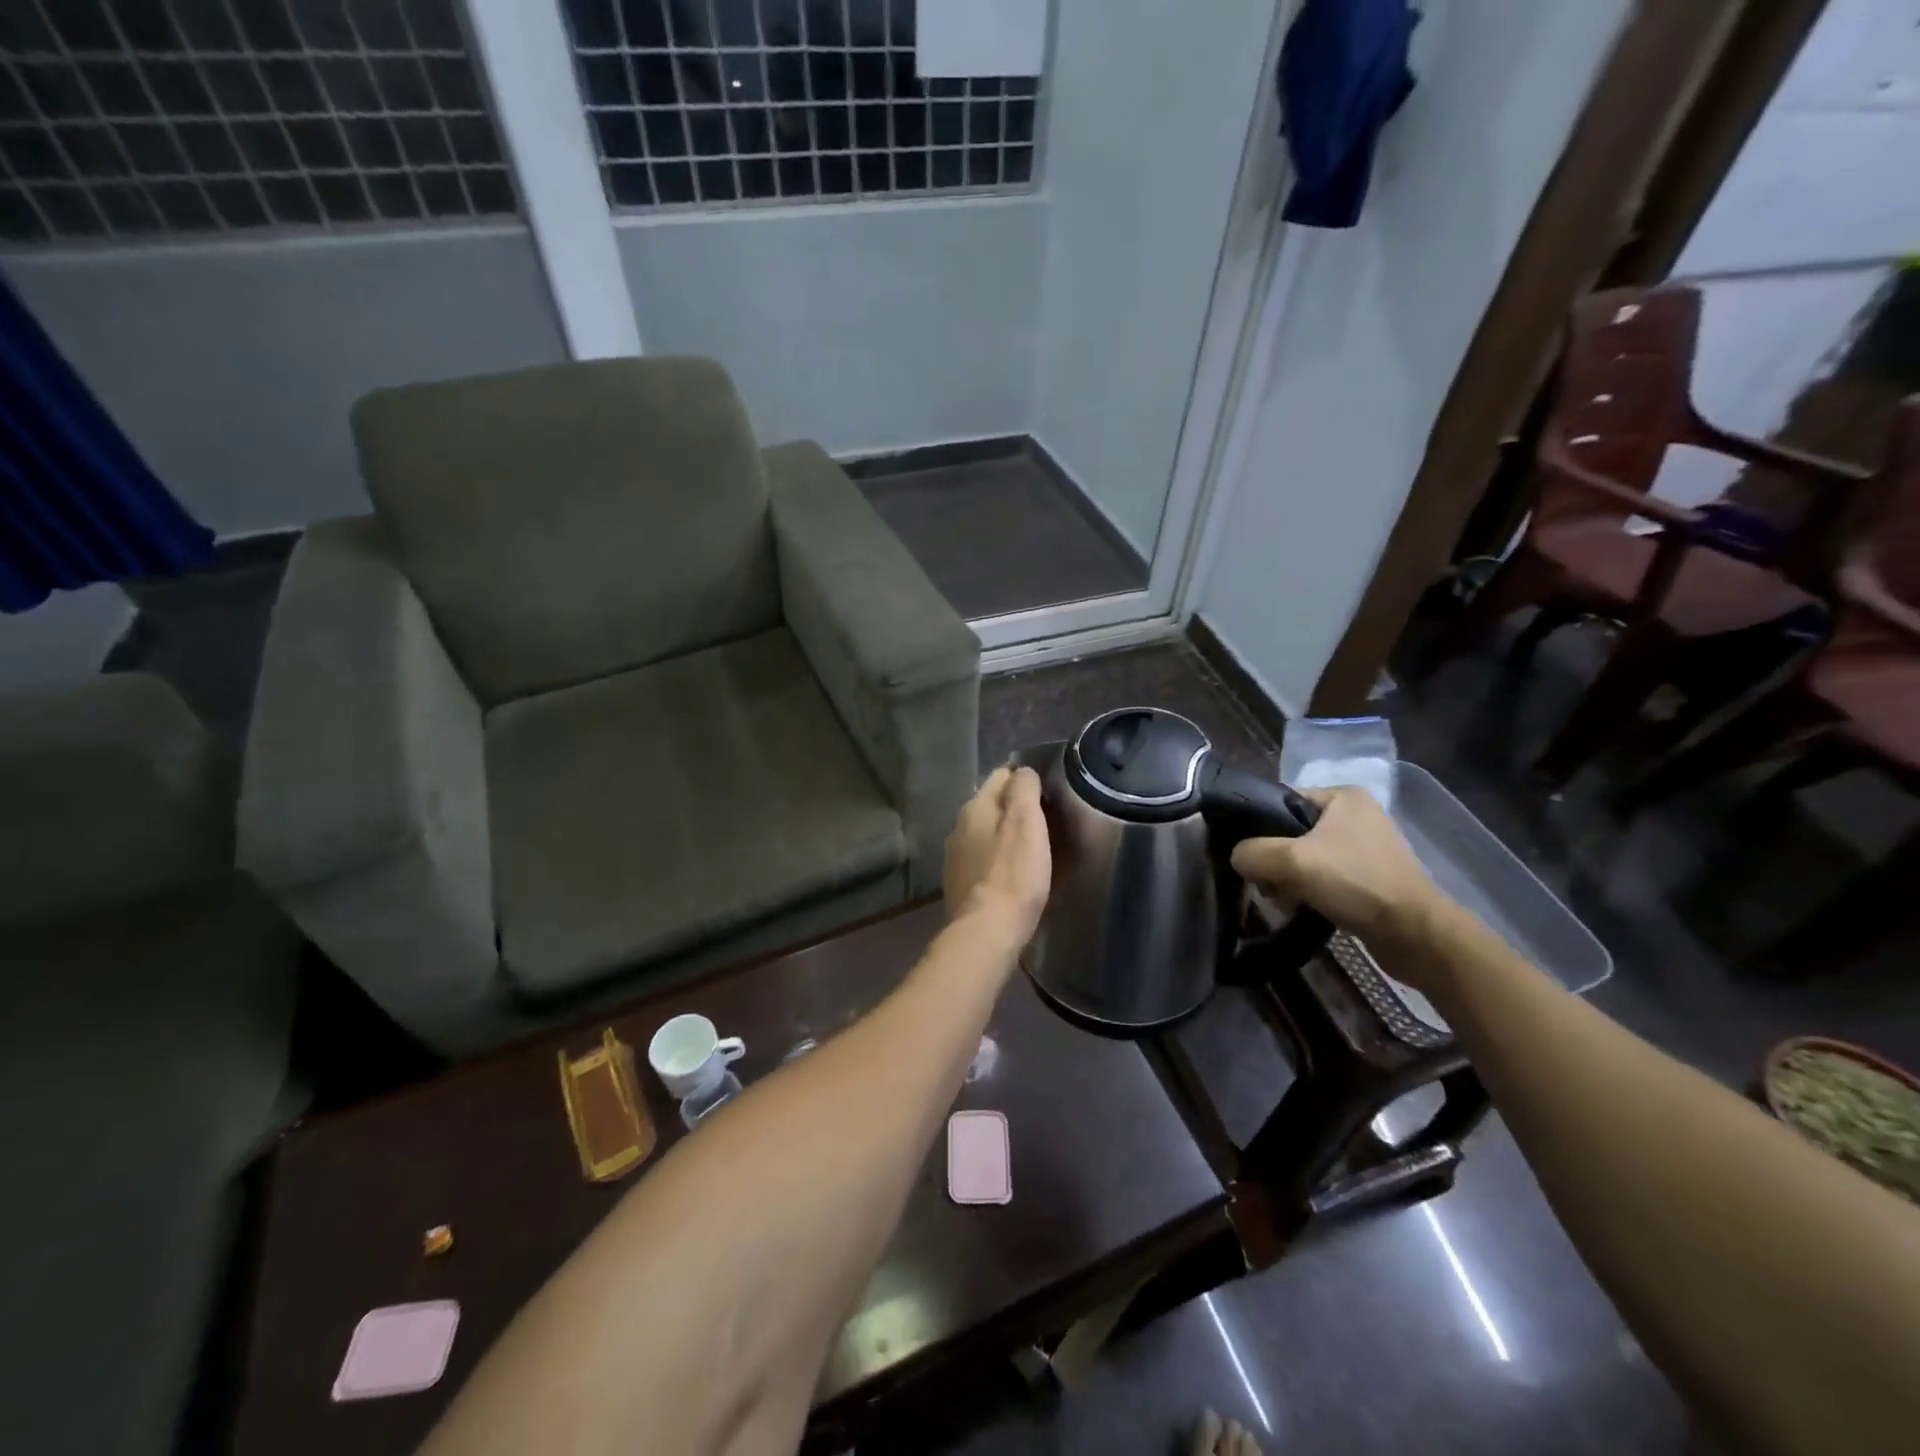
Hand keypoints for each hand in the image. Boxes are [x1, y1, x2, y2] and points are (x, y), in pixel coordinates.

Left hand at [944, 766, 1050, 939]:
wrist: (986, 931)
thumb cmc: (1013, 873)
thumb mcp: (1026, 821)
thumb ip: (1024, 788)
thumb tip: (1022, 771)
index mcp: (975, 807)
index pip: (1000, 775)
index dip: (1025, 778)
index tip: (1049, 789)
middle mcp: (958, 826)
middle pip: (992, 804)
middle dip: (1015, 805)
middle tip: (1046, 817)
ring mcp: (956, 856)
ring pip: (986, 831)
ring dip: (1005, 833)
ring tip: (1032, 844)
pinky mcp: (960, 883)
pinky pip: (983, 858)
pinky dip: (998, 857)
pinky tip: (1013, 870)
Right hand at [1230, 786, 1439, 956]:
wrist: (1415, 934)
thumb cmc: (1354, 883)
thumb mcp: (1291, 861)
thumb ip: (1252, 852)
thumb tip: (1237, 857)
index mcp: (1342, 796)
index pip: (1281, 802)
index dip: (1259, 827)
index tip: (1249, 856)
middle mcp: (1356, 815)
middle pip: (1291, 833)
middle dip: (1275, 861)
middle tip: (1269, 885)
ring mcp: (1366, 848)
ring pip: (1306, 859)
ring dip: (1289, 880)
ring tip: (1286, 901)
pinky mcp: (1371, 878)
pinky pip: (1325, 878)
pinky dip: (1310, 892)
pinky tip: (1303, 909)